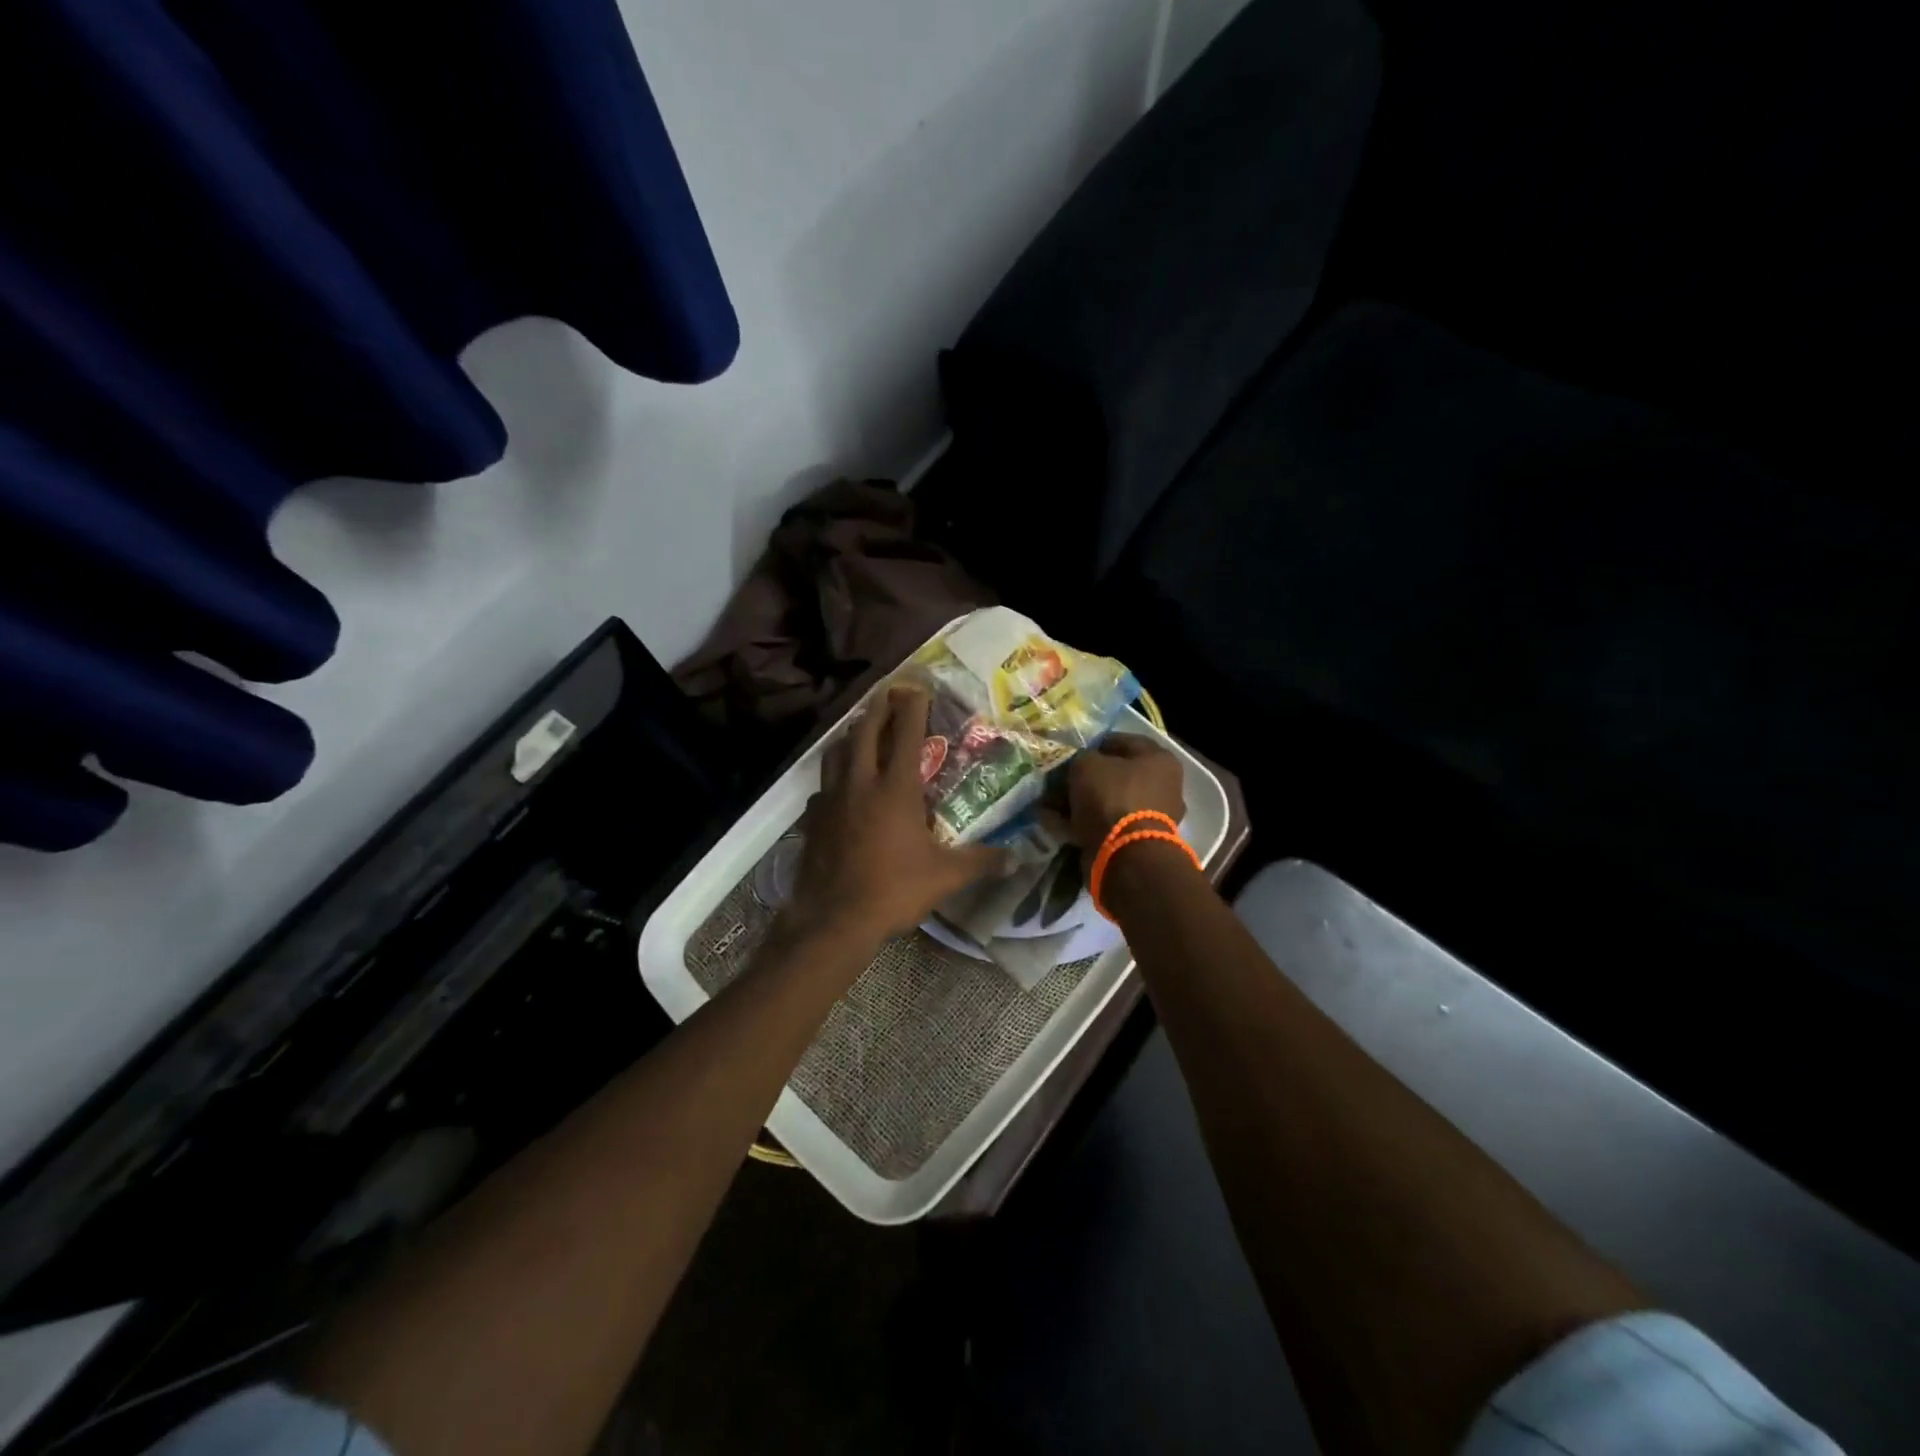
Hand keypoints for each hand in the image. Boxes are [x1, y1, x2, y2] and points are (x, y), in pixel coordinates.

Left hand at [792, 687, 1008, 942]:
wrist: (834, 919)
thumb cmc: (893, 891)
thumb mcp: (945, 877)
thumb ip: (981, 862)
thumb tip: (1016, 858)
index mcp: (895, 789)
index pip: (905, 734)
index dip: (912, 707)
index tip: (917, 688)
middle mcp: (861, 784)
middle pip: (865, 732)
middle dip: (878, 709)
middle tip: (887, 695)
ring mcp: (832, 799)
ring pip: (836, 753)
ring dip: (851, 736)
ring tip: (861, 730)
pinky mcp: (813, 819)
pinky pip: (823, 786)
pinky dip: (834, 776)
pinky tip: (840, 787)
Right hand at [1064, 734, 1186, 849]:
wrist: (1126, 854)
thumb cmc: (1112, 796)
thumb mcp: (1087, 764)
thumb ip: (1080, 758)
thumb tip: (1078, 765)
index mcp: (1159, 760)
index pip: (1122, 741)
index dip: (1094, 744)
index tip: (1071, 752)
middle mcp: (1162, 786)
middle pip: (1116, 775)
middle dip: (1085, 778)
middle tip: (1059, 780)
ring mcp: (1152, 816)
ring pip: (1108, 801)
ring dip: (1080, 802)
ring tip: (1050, 804)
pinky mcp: (1137, 841)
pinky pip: (1105, 824)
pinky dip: (1082, 823)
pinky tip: (1056, 823)